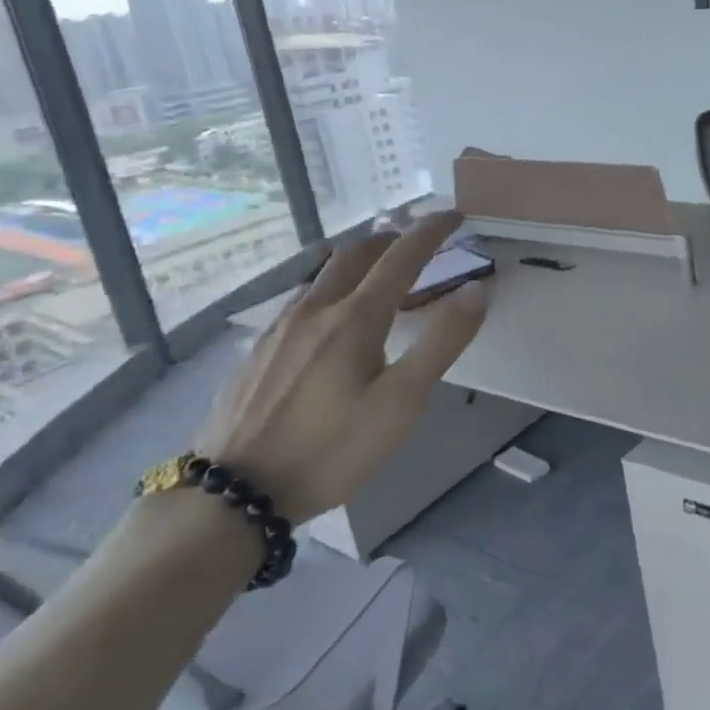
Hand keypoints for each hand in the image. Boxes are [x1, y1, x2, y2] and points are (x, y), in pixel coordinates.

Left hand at [196, 211, 486, 523]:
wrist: (232, 495)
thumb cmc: (330, 449)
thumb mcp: (402, 403)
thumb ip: (442, 342)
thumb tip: (476, 289)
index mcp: (355, 318)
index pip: (402, 256)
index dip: (431, 230)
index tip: (453, 215)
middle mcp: (315, 310)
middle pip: (354, 254)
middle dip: (389, 238)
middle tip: (414, 241)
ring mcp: (279, 329)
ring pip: (322, 275)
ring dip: (356, 262)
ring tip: (376, 274)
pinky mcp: (257, 352)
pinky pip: (301, 300)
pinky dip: (330, 289)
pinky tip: (328, 319)